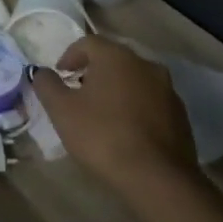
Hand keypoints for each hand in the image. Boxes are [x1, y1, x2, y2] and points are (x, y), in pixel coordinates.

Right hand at [31, 36, 201, 206]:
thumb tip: (41, 72)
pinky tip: (127, 131)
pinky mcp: (181, 115)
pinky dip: (136, 107)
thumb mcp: (62, 111)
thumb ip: (47, 85)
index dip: (70, 56)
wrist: (158, 178)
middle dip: (93, 72)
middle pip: (113, 59)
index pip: (88, 43)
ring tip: (102, 114)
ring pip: (134, 80)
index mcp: (116, 56)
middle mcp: (145, 64)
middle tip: (79, 93)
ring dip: (117, 89)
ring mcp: (167, 89)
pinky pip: (151, 101)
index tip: (60, 75)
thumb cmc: (103, 136)